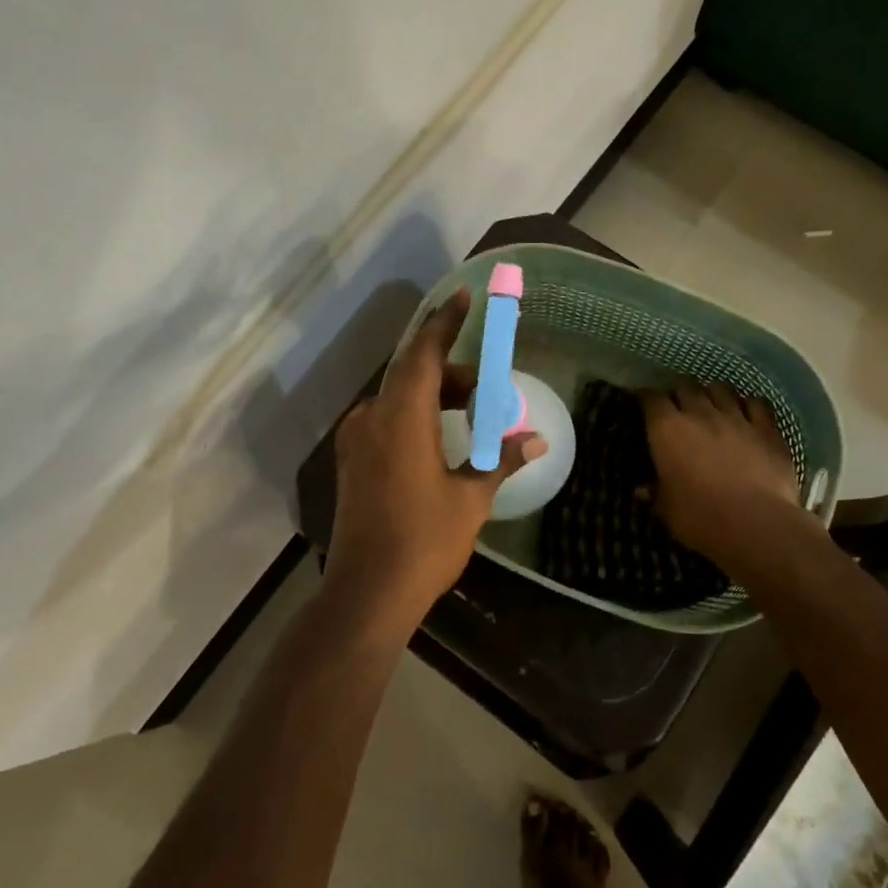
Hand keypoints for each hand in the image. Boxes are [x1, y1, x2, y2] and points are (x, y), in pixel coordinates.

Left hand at [328, 289, 546, 624]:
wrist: (367, 593)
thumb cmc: (424, 542)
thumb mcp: (471, 499)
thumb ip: (500, 460)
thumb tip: (536, 440)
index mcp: (402, 417)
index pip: (425, 353)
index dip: (445, 322)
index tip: (463, 295)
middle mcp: (372, 417)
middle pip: (414, 374)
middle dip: (453, 373)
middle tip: (489, 388)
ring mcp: (356, 440)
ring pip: (399, 397)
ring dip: (435, 397)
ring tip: (473, 416)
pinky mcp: (351, 461)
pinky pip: (387, 419)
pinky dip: (416, 416)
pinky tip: (440, 439)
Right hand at [640, 384, 798, 568]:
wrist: (756, 524)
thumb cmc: (701, 518)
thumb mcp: (668, 510)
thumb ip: (657, 494)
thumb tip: (642, 490)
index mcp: (667, 430)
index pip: (651, 399)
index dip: (646, 397)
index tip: (644, 402)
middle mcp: (700, 414)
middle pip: (686, 387)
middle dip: (679, 393)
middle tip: (678, 406)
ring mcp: (736, 417)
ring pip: (721, 388)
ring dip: (712, 392)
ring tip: (711, 403)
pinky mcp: (767, 428)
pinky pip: (757, 403)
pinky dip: (749, 404)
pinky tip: (747, 411)